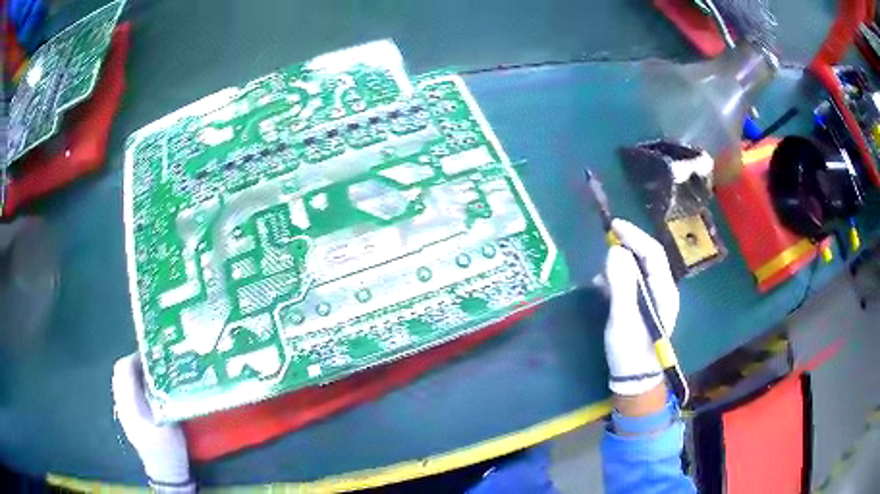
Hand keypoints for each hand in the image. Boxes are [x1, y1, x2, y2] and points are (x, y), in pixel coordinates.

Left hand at [112, 353, 191, 485]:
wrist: (164, 470)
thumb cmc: (168, 446)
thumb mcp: (167, 420)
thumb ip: (157, 395)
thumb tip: (155, 373)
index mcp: (129, 403)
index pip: (124, 370)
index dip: (135, 358)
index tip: (152, 357)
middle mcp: (121, 403)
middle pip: (120, 372)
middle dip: (134, 363)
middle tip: (152, 363)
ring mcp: (122, 409)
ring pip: (121, 380)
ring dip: (133, 372)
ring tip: (150, 373)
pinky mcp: (127, 415)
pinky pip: (125, 390)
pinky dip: (133, 383)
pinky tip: (146, 389)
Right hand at [603, 219, 678, 396]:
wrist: (634, 380)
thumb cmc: (630, 351)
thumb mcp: (623, 318)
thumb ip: (622, 284)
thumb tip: (615, 250)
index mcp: (664, 291)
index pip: (653, 253)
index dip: (635, 236)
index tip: (614, 225)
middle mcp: (662, 290)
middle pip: (648, 258)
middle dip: (629, 245)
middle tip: (607, 237)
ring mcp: (653, 299)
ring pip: (639, 269)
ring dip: (622, 261)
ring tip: (602, 264)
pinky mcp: (642, 307)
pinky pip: (632, 283)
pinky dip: (618, 277)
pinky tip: (603, 283)